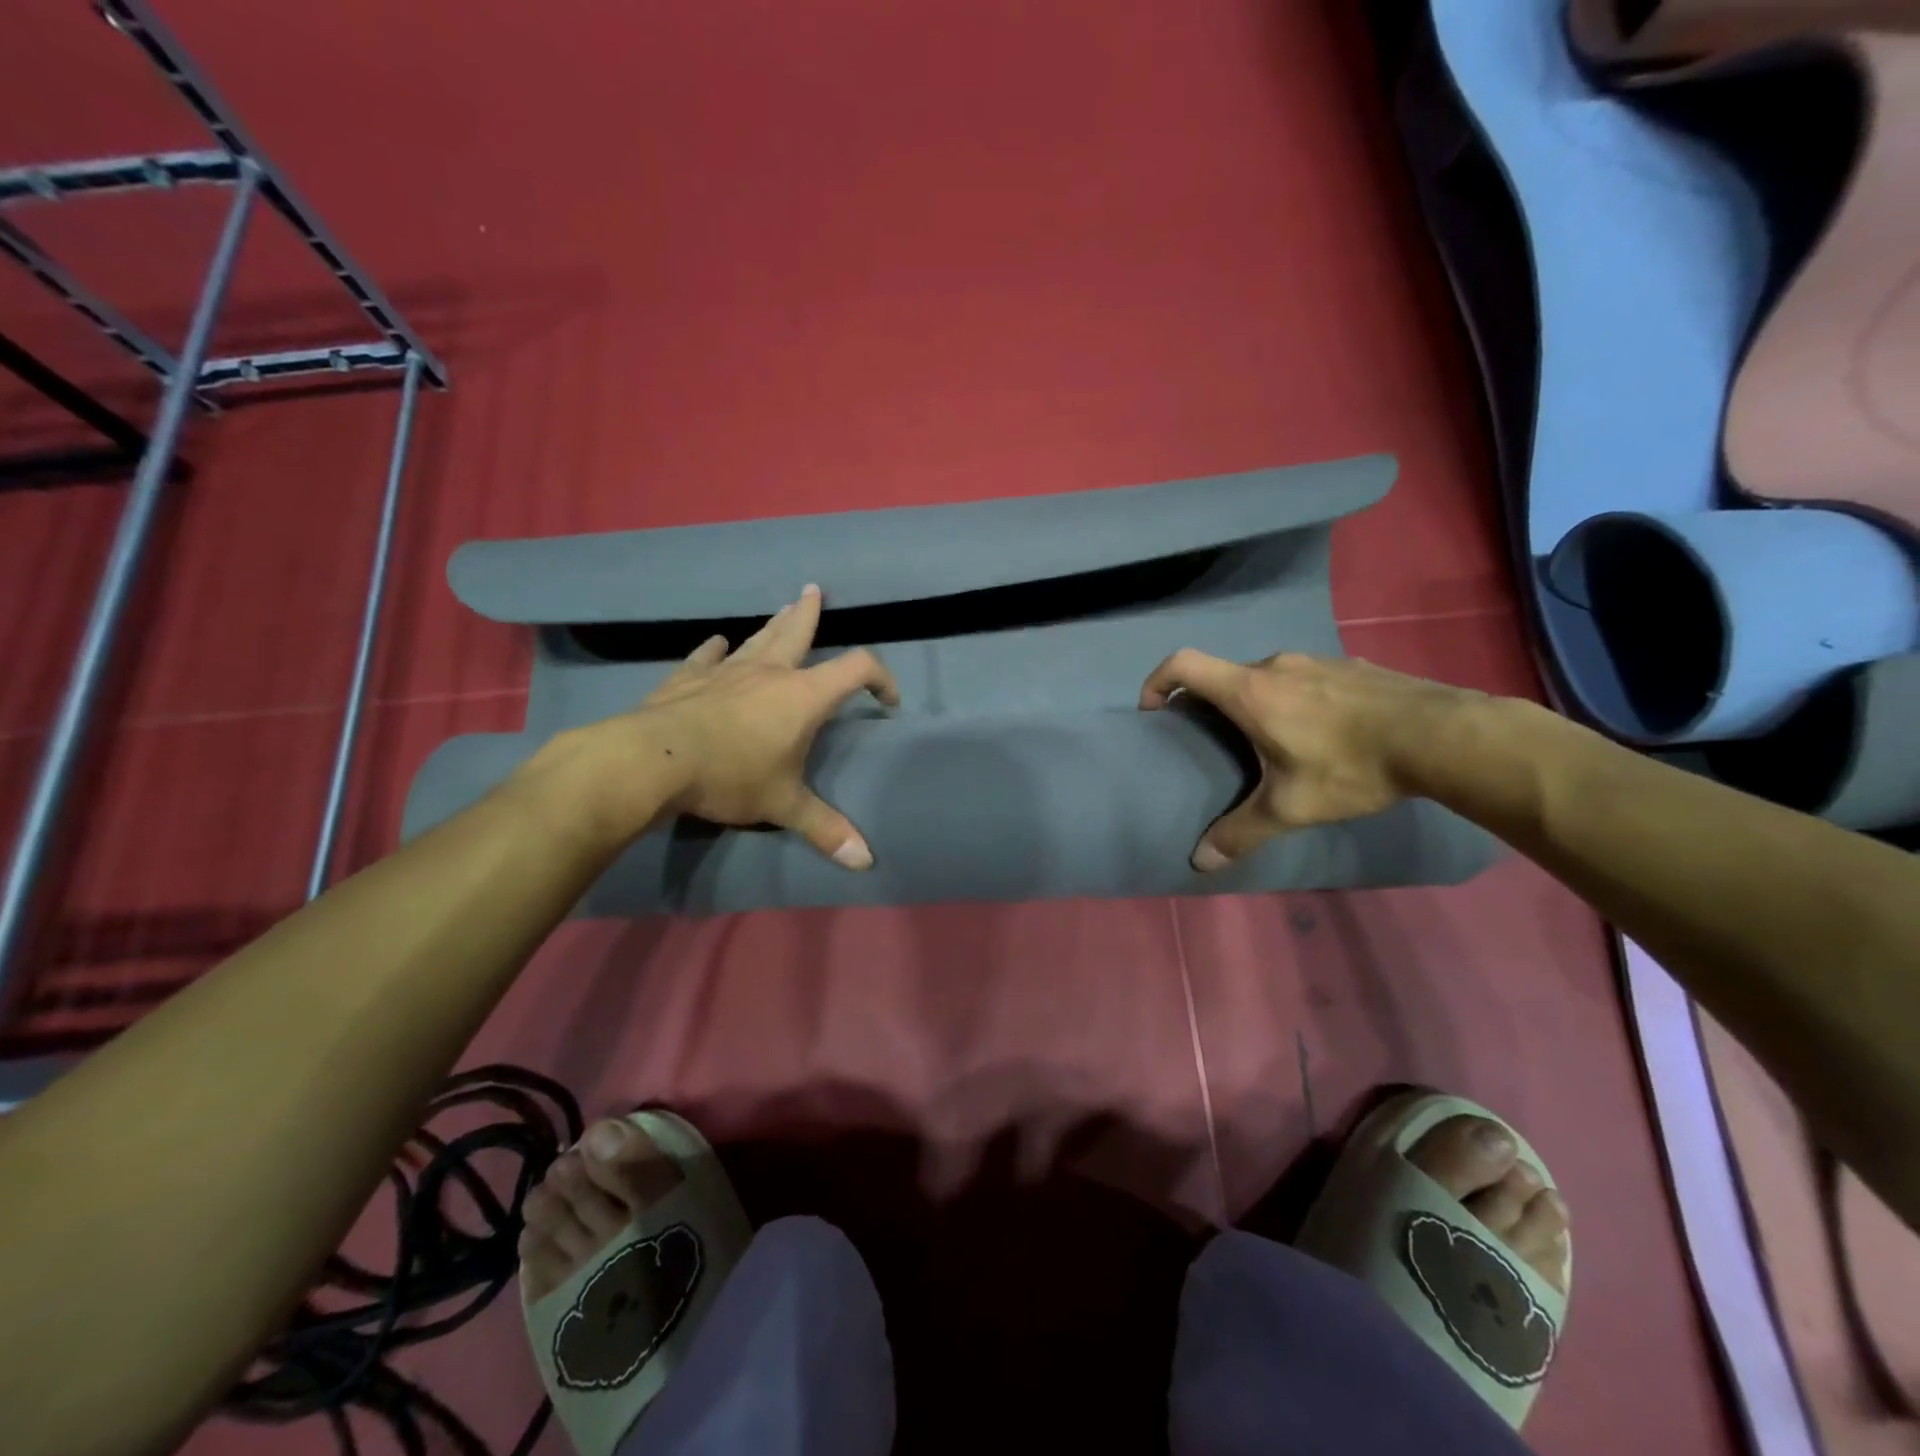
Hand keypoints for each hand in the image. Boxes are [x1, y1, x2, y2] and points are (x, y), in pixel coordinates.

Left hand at [551, 585, 899, 865]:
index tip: (887, 700)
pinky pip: (706, 657)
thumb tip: (866, 862)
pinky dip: (714, 650)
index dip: (880, 678)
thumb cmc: (731, 777)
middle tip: (814, 591)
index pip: (856, 668)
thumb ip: (825, 829)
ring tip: (783, 607)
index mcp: (803, 696)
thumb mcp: (784, 806)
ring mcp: (726, 671)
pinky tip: (717, 643)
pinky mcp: (688, 678)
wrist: (654, 761)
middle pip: (797, 632)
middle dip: (810, 613)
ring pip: (757, 639)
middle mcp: (769, 673)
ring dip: (773, 624)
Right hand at [1138, 649, 1478, 870]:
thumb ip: (1241, 832)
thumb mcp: (1290, 807)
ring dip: (1255, 702)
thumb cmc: (1350, 766)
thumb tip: (1199, 862)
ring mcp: (1316, 660)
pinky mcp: (1349, 665)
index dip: (1157, 681)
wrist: (1440, 736)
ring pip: (1266, 677)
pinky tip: (1321, 732)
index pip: (1183, 664)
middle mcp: (1276, 666)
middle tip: (1214, 741)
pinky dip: (1294, 699)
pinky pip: (1304, 678)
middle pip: (1224, 675)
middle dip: (1209, 704)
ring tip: (1270, 741)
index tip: (1154, 710)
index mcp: (1250, 691)